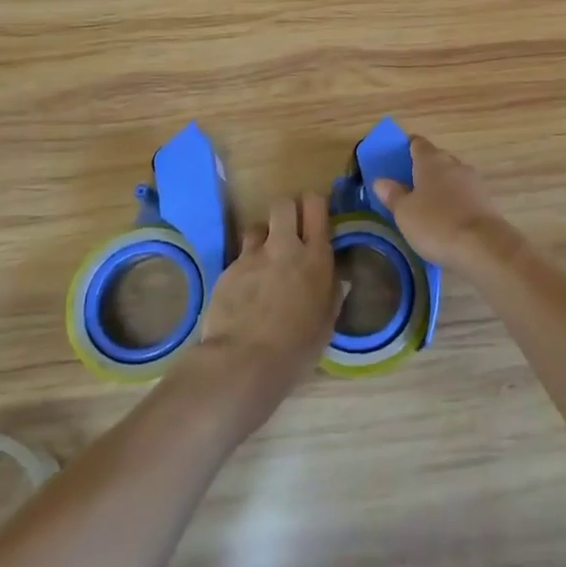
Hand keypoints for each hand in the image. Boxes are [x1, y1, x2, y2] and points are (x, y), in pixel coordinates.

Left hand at [194, 194, 340, 414]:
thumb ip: (331, 294)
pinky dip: (245, 266)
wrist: (243, 362)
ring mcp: (253, 256)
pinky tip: (245, 289)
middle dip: (287, 211)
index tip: (314, 214)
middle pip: (284, 204)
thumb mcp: (325, 323)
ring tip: (264, 258)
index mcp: (316, 257)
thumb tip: (336, 279)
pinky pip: (240, 256)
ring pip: (257, 226)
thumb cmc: (295, 349)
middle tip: (290, 230)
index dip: (314, 204)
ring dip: (263, 237)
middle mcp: (284, 247)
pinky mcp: (228, 269)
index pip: (316, 206)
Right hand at [372, 136, 519, 270]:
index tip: (396, 159)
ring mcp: (474, 181)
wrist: (483, 246)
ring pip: (452, 177)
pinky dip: (455, 202)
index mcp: (431, 160)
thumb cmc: (436, 224)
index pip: (417, 143)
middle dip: (423, 169)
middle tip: (408, 187)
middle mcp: (454, 164)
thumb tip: (381, 181)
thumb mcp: (405, 213)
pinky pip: (464, 195)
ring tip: (427, 205)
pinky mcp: (486, 200)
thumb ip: (393, 195)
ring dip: (441, 187)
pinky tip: (447, 219)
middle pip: (436, 159)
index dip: (406, 148)